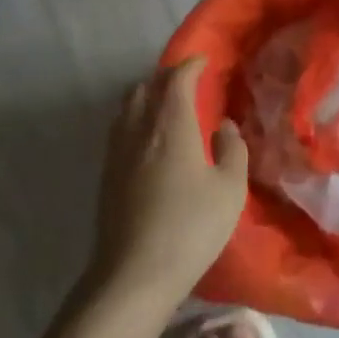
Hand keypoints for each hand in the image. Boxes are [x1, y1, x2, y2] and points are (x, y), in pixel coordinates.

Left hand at [88, 57, 248, 306]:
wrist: (133, 276)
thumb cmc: (189, 228)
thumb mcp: (229, 189)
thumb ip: (232, 150)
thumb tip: (224, 127)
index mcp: (171, 124)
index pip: (177, 79)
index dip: (191, 65)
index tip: (205, 62)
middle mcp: (139, 129)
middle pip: (147, 86)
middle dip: (167, 77)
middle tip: (189, 84)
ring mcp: (117, 152)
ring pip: (129, 107)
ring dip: (148, 97)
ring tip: (169, 108)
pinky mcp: (106, 175)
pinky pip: (121, 129)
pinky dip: (137, 120)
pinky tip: (151, 141)